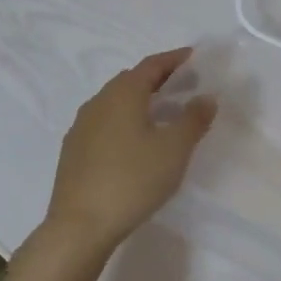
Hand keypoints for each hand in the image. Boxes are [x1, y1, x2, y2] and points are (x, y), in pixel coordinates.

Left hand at [44, 49, 215, 250]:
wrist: (80, 225)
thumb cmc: (133, 180)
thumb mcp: (175, 149)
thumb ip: (194, 119)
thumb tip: (206, 97)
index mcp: (123, 94)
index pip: (151, 66)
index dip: (173, 59)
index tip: (192, 56)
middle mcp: (98, 102)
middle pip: (130, 80)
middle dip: (157, 79)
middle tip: (182, 84)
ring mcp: (81, 127)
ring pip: (115, 103)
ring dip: (139, 101)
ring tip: (161, 113)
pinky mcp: (74, 151)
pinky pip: (104, 123)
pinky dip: (124, 121)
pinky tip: (134, 141)